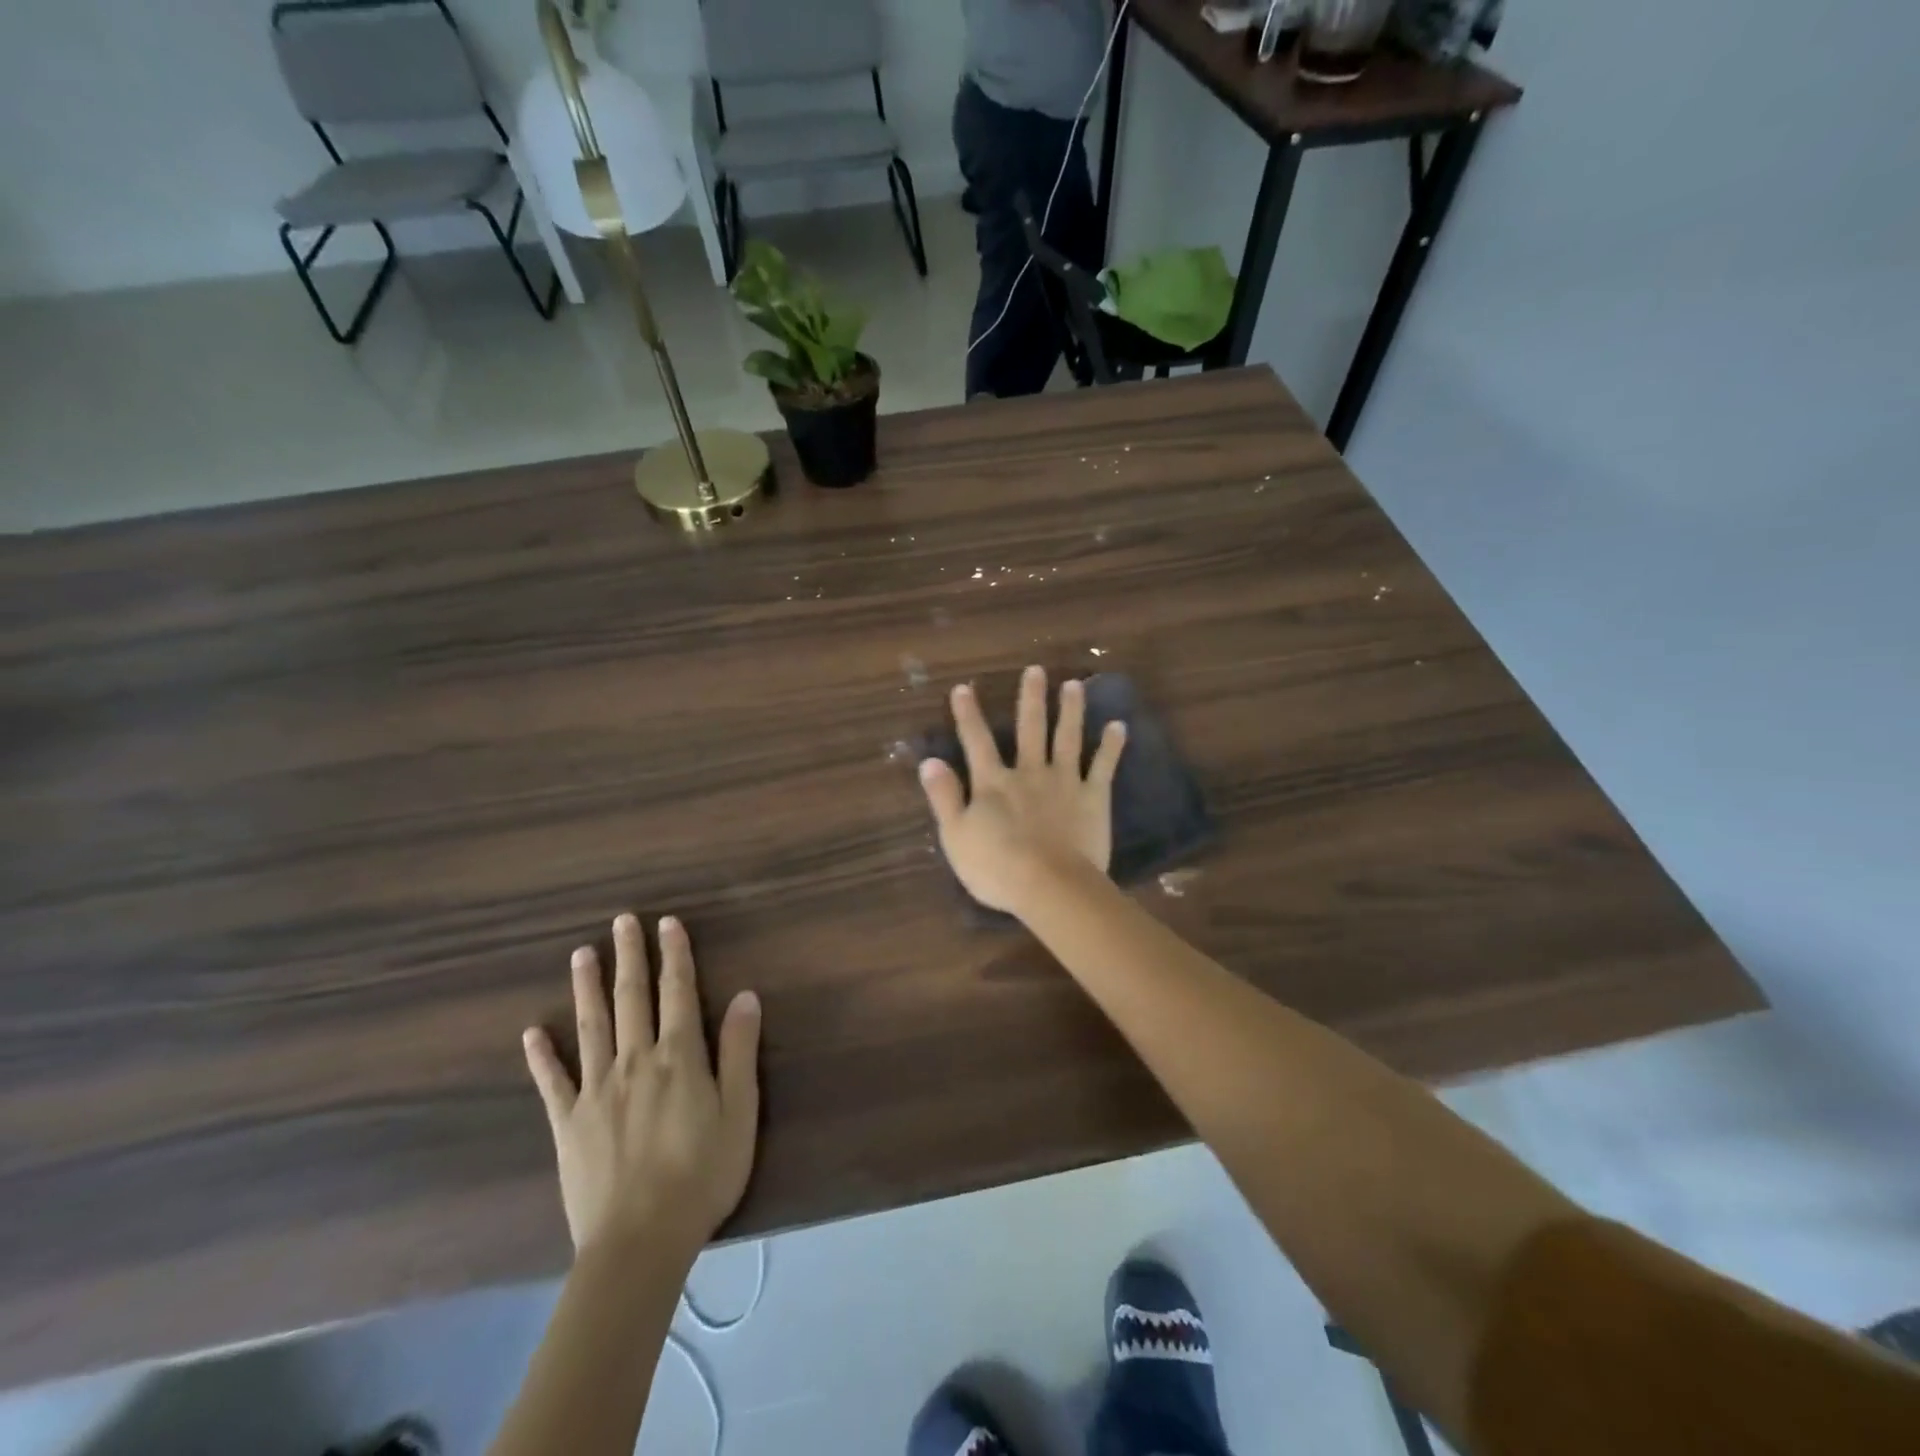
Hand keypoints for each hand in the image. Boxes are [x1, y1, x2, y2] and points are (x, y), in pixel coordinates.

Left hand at [522, 914, 761, 1265]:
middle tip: (621, 921)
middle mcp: (635, 1061)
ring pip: (591, 1027)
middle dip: (630, 956)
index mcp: (679, 1057)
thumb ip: (740, 1051)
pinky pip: (552, 1082)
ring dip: (587, 988)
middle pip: (632, 998)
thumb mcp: (740, 1112)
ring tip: (581, 955)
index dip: (674, 955)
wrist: (640, 1241)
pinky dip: (542, 1056)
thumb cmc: (702, 1174)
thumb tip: (745, 996)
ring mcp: (596, 1090)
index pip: (678, 992)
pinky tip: (532, 1032)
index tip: (667, 922)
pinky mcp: (568, 1123)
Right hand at [917, 665, 1125, 915]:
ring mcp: (1064, 782)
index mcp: (994, 783)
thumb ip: (944, 797)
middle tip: (1036, 670)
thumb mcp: (956, 836)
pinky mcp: (1093, 797)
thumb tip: (929, 761)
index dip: (968, 715)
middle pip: (1029, 729)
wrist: (1049, 885)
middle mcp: (1029, 772)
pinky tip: (1119, 726)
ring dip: (1070, 710)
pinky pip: (1103, 766)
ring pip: (1067, 738)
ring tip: (1074, 684)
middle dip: (1031, 698)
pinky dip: (1111, 746)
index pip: (976, 742)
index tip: (963, 688)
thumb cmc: (997, 867)